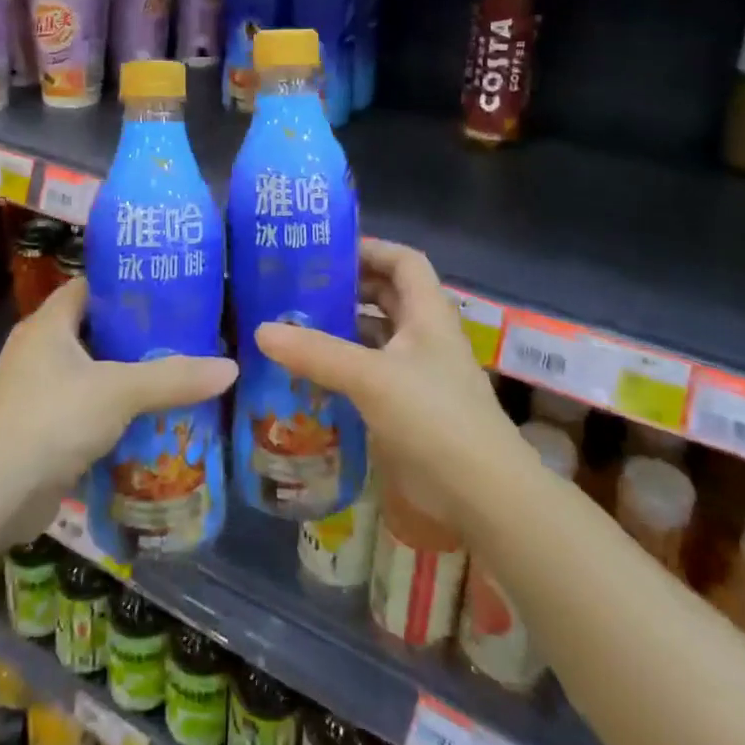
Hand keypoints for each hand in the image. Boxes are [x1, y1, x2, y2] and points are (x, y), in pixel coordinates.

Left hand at [0, 277, 237, 548]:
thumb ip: (174, 377)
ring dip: (126, 376)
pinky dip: (113, 412)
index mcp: (48, 324)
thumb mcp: (119, 390)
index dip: (125, 284)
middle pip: (94, 330)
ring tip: (176, 373)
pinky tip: (150, 418)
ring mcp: (36, 393)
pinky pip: (85, 409)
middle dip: (136, 334)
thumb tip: (231, 367)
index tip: (168, 289)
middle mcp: (38, 351)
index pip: (89, 287)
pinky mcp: (41, 431)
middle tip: (184, 333)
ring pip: (92, 373)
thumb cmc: (52, 418)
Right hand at [256, 238, 517, 524]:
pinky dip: (345, 370)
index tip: (328, 252)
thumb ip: (317, 353)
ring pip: (378, 338)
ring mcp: (420, 375)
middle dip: (348, 290)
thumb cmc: (434, 418)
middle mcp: (426, 337)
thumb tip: (261, 330)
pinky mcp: (410, 410)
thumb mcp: (371, 378)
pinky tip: (312, 377)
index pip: (405, 261)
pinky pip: (372, 375)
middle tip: (301, 289)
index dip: (372, 249)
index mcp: (428, 314)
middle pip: (388, 297)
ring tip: (296, 328)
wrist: (482, 495)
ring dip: (343, 331)